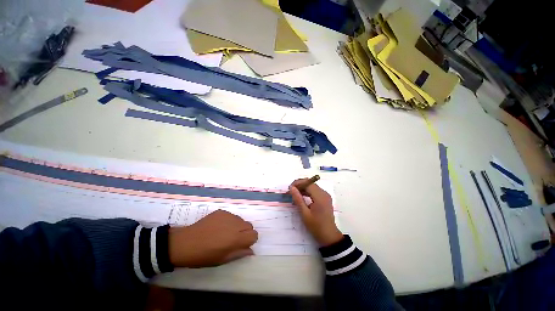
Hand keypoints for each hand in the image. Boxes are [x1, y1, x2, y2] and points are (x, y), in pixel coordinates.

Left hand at [168, 210, 257, 267]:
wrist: (185, 243)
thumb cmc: (203, 256)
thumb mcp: (222, 260)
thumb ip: (239, 253)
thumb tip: (251, 251)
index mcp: (237, 238)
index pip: (254, 235)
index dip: (250, 240)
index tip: (242, 245)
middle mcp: (235, 224)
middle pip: (249, 225)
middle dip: (245, 232)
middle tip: (233, 239)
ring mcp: (228, 216)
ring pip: (241, 219)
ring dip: (237, 226)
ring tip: (224, 233)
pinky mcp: (221, 211)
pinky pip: (231, 216)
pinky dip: (228, 221)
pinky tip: (218, 227)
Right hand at [289, 179, 342, 246]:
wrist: (329, 236)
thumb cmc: (316, 226)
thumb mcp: (305, 213)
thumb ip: (298, 199)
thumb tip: (291, 188)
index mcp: (320, 197)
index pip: (308, 183)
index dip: (298, 183)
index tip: (289, 188)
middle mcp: (324, 193)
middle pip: (310, 183)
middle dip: (300, 185)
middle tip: (291, 191)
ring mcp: (326, 196)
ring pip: (312, 186)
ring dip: (303, 188)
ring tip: (294, 194)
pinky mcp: (325, 198)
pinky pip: (315, 191)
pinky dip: (308, 191)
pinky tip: (302, 196)